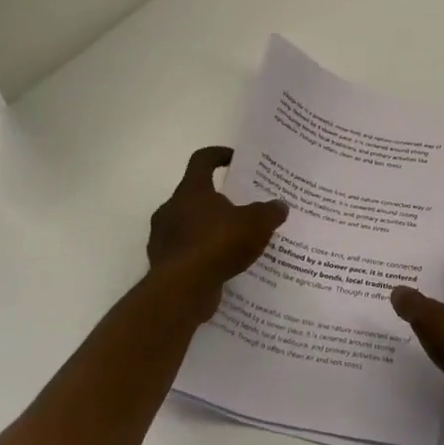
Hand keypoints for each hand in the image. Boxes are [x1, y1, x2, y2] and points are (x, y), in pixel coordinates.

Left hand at [147, 147, 287, 292]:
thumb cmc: (217, 244)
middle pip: (195, 195)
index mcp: (191, 190)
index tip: (235, 160)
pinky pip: (187, 252)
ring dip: (209, 230)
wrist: (181, 290)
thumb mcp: (256, 224)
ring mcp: (163, 237)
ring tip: (236, 242)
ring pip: (190, 225)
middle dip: (218, 200)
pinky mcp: (164, 264)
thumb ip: (270, 212)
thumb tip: (280, 205)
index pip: (202, 160)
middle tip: (242, 209)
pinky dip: (203, 255)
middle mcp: (171, 208)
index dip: (219, 155)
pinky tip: (223, 266)